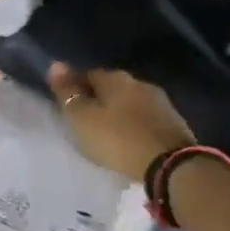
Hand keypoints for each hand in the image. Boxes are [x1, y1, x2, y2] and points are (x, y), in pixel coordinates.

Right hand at [47, 63, 193, 182]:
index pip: (88, 74)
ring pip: (131, 102)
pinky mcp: (174, 123)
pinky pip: (145, 119)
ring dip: (118, 111)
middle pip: (112, 87)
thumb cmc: (118, 139)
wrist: (171, 166)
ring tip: (106, 130)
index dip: (75, 86)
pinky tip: (128, 138)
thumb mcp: (83, 118)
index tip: (66, 101)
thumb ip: (68, 93)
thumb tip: (55, 64)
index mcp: (116, 79)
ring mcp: (160, 103)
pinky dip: (134, 124)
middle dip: (98, 98)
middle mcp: (139, 83)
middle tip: (84, 117)